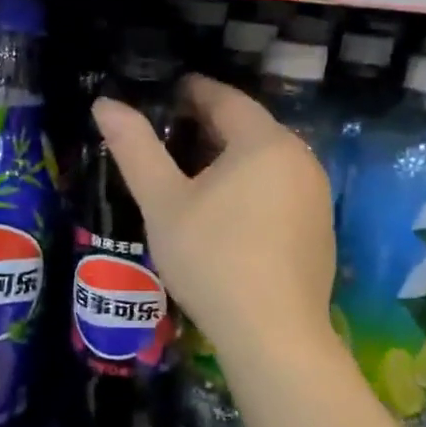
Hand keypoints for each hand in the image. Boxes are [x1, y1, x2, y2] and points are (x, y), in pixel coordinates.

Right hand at [94, 74, 334, 356]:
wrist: (273, 335)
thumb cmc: (212, 258)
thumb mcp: (163, 202)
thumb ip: (135, 148)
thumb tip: (105, 104)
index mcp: (264, 142)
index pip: (226, 99)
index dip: (193, 91)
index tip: (167, 92)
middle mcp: (300, 160)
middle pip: (249, 128)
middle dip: (210, 125)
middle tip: (170, 133)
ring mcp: (316, 196)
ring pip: (266, 161)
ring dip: (231, 158)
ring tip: (192, 172)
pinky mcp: (320, 229)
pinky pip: (280, 190)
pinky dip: (251, 187)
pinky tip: (227, 213)